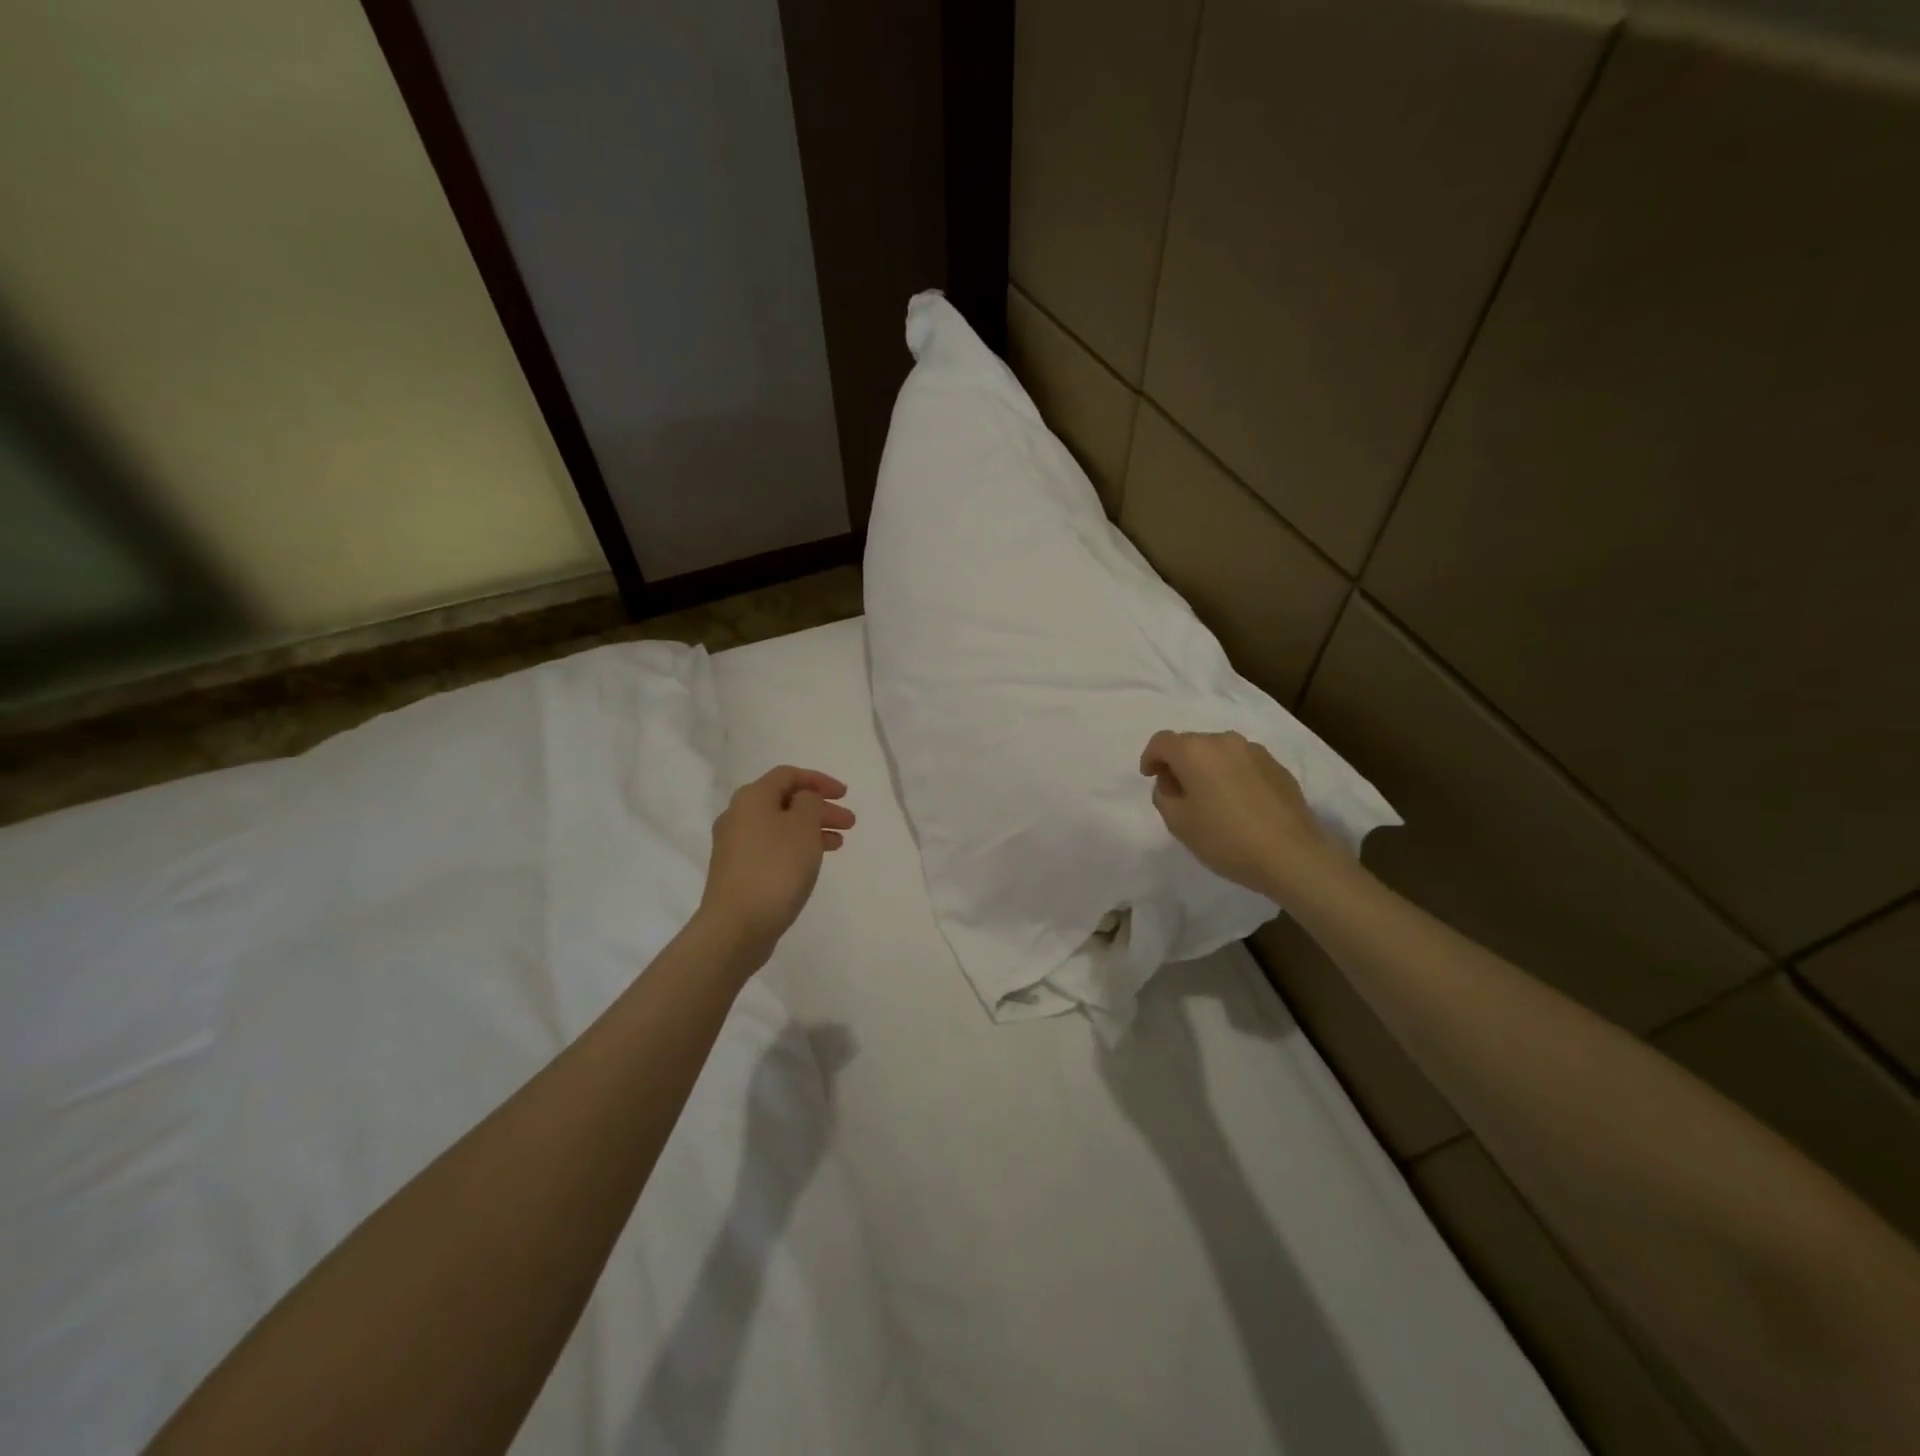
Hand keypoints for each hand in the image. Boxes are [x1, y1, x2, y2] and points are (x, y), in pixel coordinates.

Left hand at [698, 766, 854, 959]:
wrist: (736, 926)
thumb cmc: (775, 868)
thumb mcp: (803, 826)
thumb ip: (810, 803)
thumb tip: (803, 801)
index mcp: (752, 797)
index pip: (788, 775)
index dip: (819, 781)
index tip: (845, 795)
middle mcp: (738, 816)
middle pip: (785, 801)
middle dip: (820, 808)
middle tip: (849, 823)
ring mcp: (734, 846)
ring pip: (780, 827)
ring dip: (811, 830)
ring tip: (838, 844)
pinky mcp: (737, 872)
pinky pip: (773, 848)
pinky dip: (796, 848)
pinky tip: (812, 863)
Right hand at [1139, 730, 1339, 897]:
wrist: (1292, 855)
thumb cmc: (1226, 838)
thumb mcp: (1178, 823)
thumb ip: (1164, 796)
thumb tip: (1172, 783)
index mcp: (1195, 751)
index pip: (1162, 742)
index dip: (1150, 758)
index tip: (1150, 778)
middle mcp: (1225, 741)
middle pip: (1191, 744)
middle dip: (1179, 764)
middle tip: (1178, 794)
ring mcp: (1255, 752)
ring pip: (1219, 753)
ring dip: (1208, 769)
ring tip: (1211, 800)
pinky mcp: (1278, 767)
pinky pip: (1243, 764)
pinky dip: (1232, 776)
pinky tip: (1239, 805)